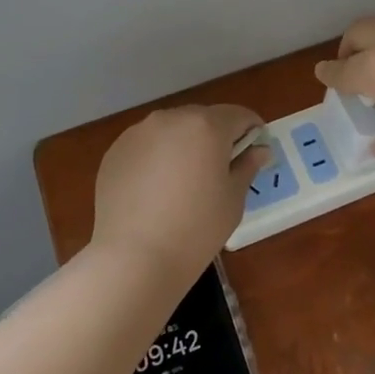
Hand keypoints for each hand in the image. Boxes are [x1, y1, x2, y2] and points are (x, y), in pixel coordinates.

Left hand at [91, 105, 266, 281]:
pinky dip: (156, 158)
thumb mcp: (233, 200)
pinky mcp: (116, 150)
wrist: (133, 258)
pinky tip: (154, 191)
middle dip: (215, 138)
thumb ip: (247, 167)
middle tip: (218, 172)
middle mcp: (172, 118)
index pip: (239, 115)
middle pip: (203, 119)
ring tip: (182, 183)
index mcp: (207, 126)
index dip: (252, 131)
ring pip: (172, 130)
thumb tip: (259, 149)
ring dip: (184, 145)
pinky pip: (146, 145)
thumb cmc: (196, 229)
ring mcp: (139, 132)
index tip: (254, 152)